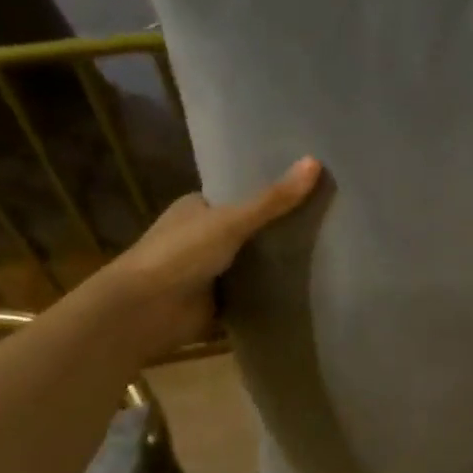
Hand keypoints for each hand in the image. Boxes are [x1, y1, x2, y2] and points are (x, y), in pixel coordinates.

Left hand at [92, 157, 322, 361]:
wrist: (146, 310)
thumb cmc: (181, 254)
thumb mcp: (231, 221)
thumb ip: (273, 199)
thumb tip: (315, 161)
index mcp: (197, 208)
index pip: (239, 195)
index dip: (271, 192)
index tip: (309, 190)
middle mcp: (201, 237)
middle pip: (249, 231)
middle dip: (280, 231)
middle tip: (327, 222)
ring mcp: (209, 272)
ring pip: (252, 264)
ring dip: (278, 265)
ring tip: (327, 253)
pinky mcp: (217, 303)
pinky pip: (251, 295)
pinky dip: (271, 294)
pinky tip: (306, 289)